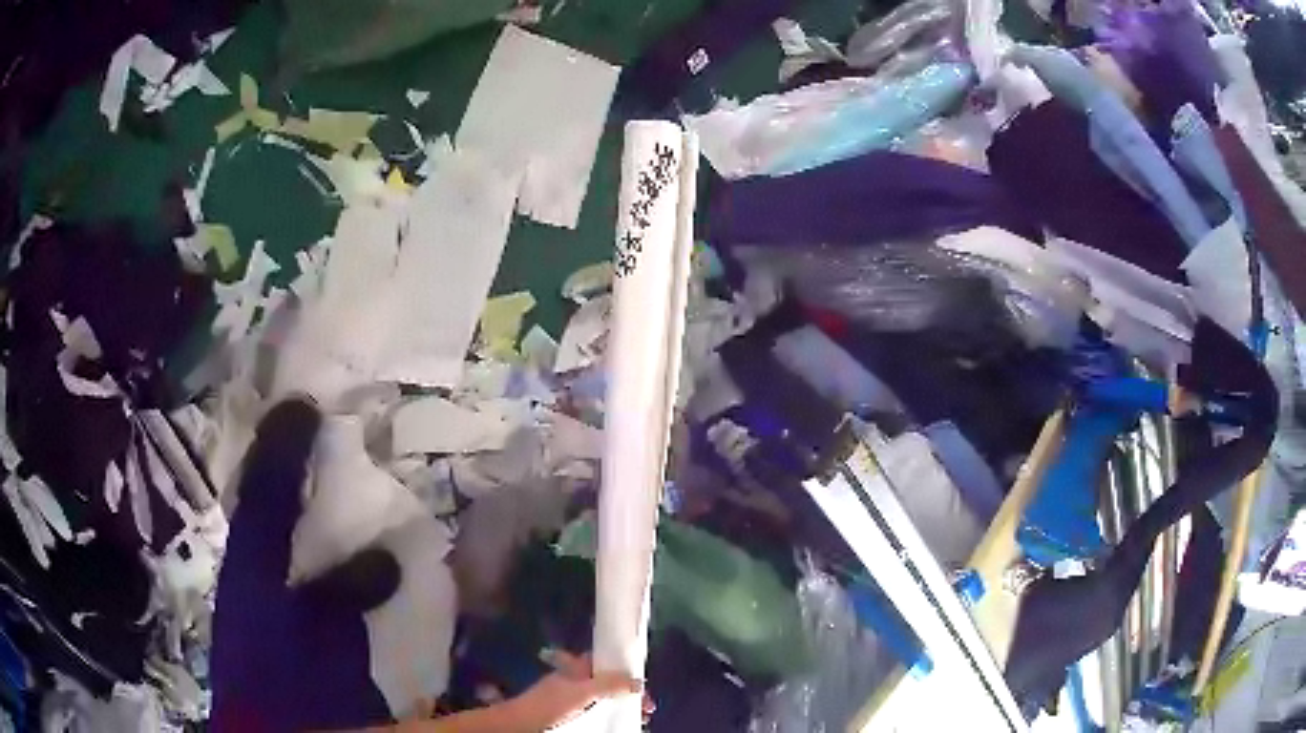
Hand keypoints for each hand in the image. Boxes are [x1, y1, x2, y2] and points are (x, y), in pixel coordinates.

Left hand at [504, 650, 645, 729]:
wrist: (522, 723)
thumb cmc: (551, 703)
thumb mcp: (583, 692)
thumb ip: (609, 684)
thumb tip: (639, 681)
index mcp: (577, 667)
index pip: (604, 659)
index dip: (624, 666)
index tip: (643, 680)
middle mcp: (575, 679)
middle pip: (608, 680)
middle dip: (629, 690)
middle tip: (647, 706)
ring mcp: (572, 697)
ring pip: (605, 697)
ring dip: (623, 705)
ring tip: (640, 717)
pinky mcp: (571, 712)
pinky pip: (598, 710)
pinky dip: (612, 714)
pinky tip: (620, 722)